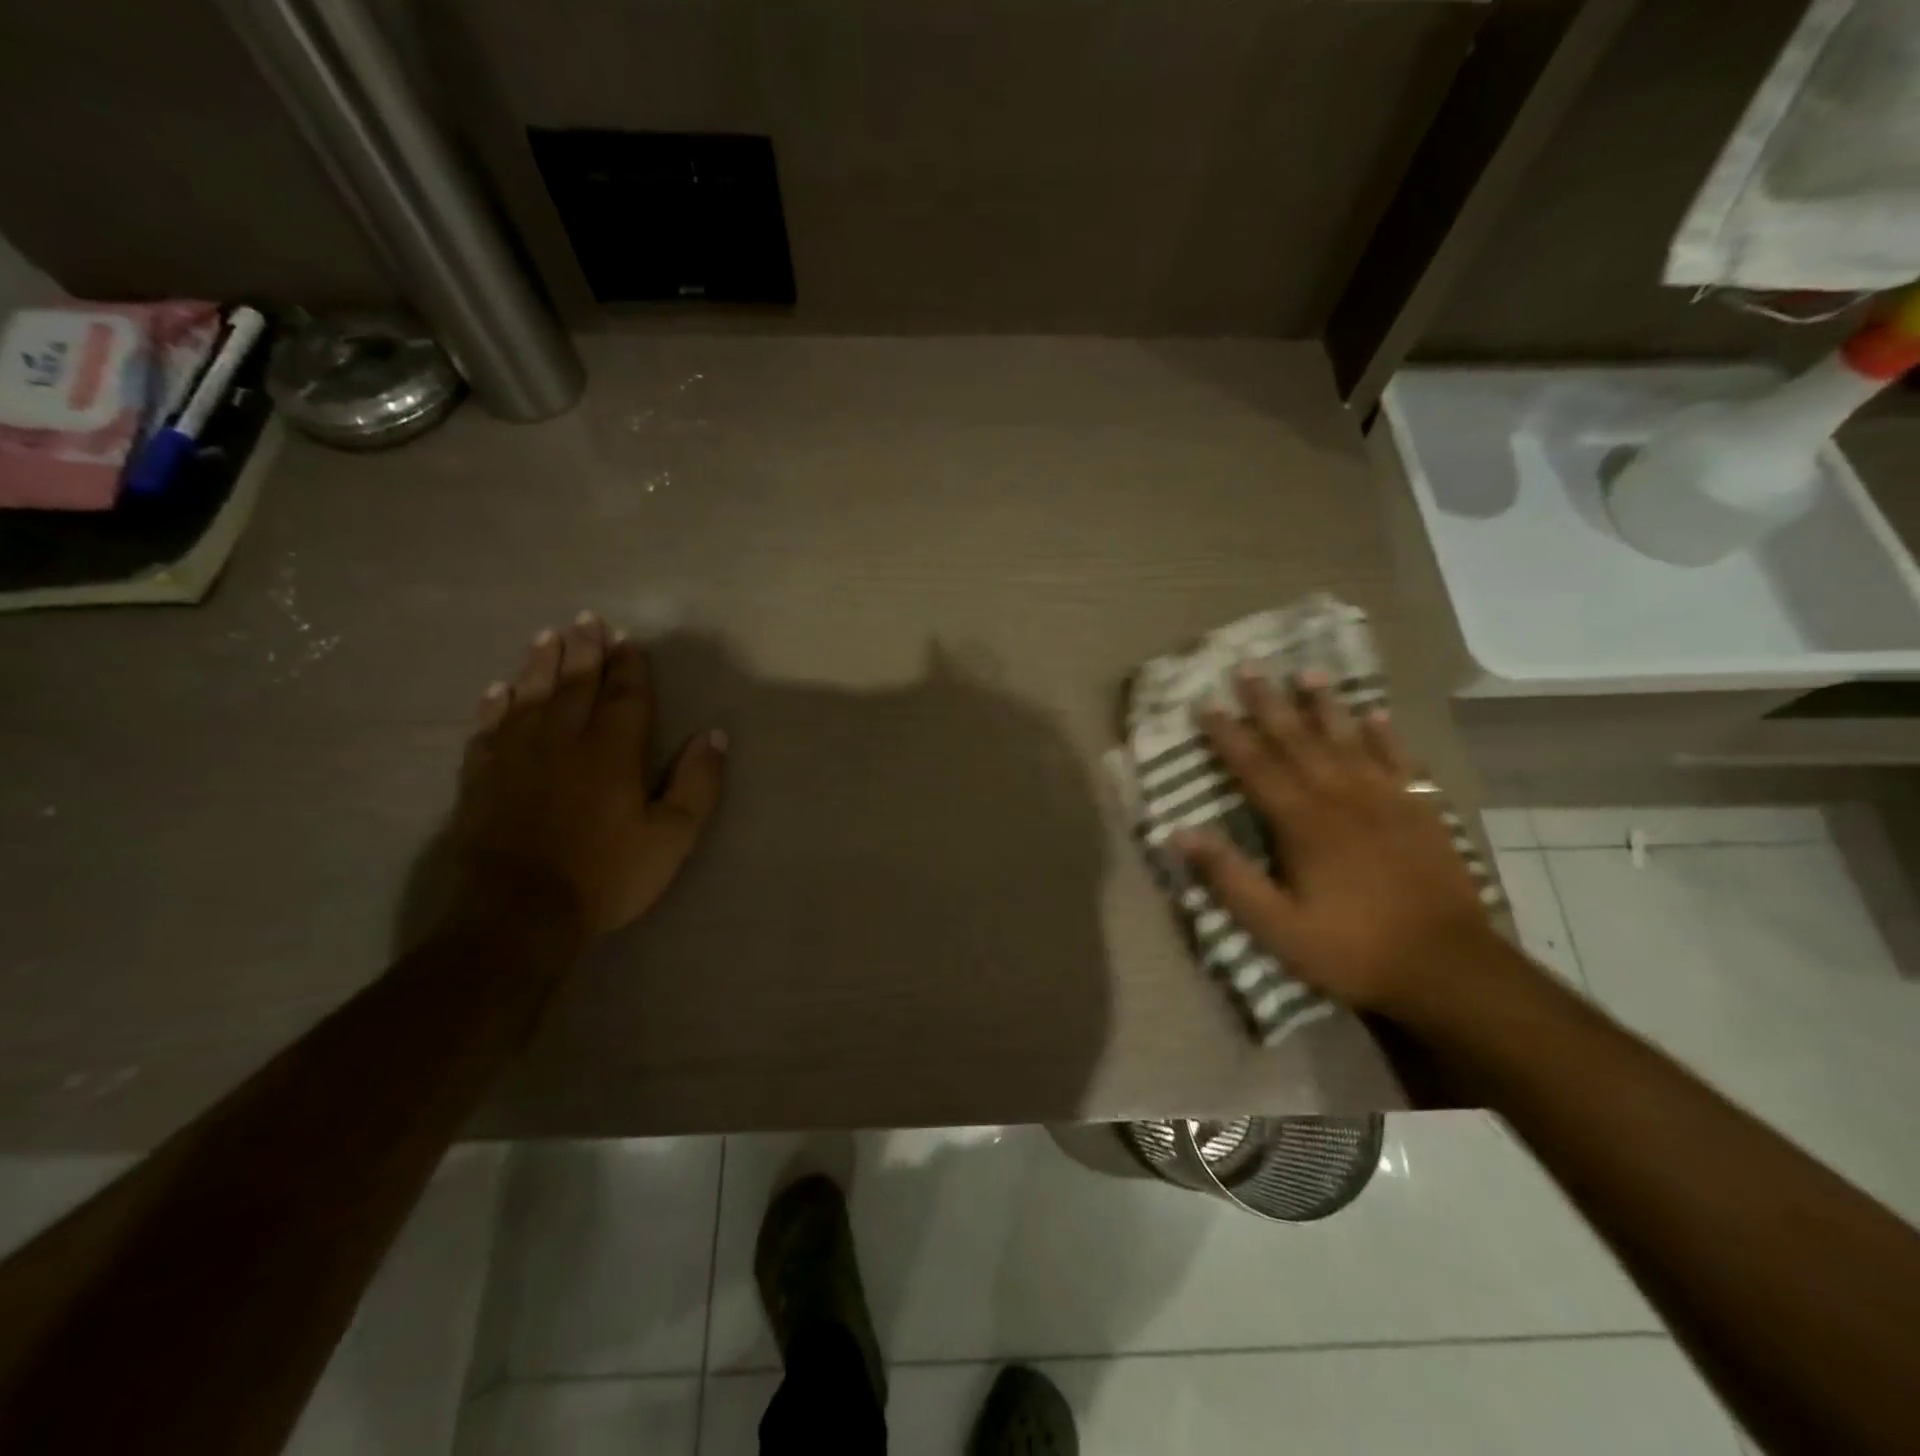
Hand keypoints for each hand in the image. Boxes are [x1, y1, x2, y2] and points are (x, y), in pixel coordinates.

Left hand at [449, 612, 725, 938]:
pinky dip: (494, 705)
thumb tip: (714, 735)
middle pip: (575, 684)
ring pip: (529, 696)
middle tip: (586, 619)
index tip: (628, 640)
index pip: (625, 696)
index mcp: (613, 752)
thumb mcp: (672, 837)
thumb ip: (697, 784)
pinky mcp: (482, 777)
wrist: (518, 913)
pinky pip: (489, 728)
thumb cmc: (606, 876)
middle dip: (584, 650)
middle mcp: (563, 741)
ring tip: (547, 636)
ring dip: (540, 664)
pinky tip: (498, 690)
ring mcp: (516, 756)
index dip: (629, 666)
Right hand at [1174, 670, 1499, 1020]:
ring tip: (1307, 673)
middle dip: (1269, 704)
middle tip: (1249, 667)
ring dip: (1325, 706)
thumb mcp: (1276, 926)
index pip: (1255, 767)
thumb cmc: (1351, 948)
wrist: (1447, 967)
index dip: (1228, 735)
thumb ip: (1229, 877)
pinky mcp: (1421, 812)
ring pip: (1348, 740)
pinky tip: (1375, 715)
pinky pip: (1400, 761)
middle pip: (1298, 741)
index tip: (1207, 704)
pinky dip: (1386, 736)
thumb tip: (1180, 832)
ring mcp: (1385, 800)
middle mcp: (1340, 798)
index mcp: (1302, 823)